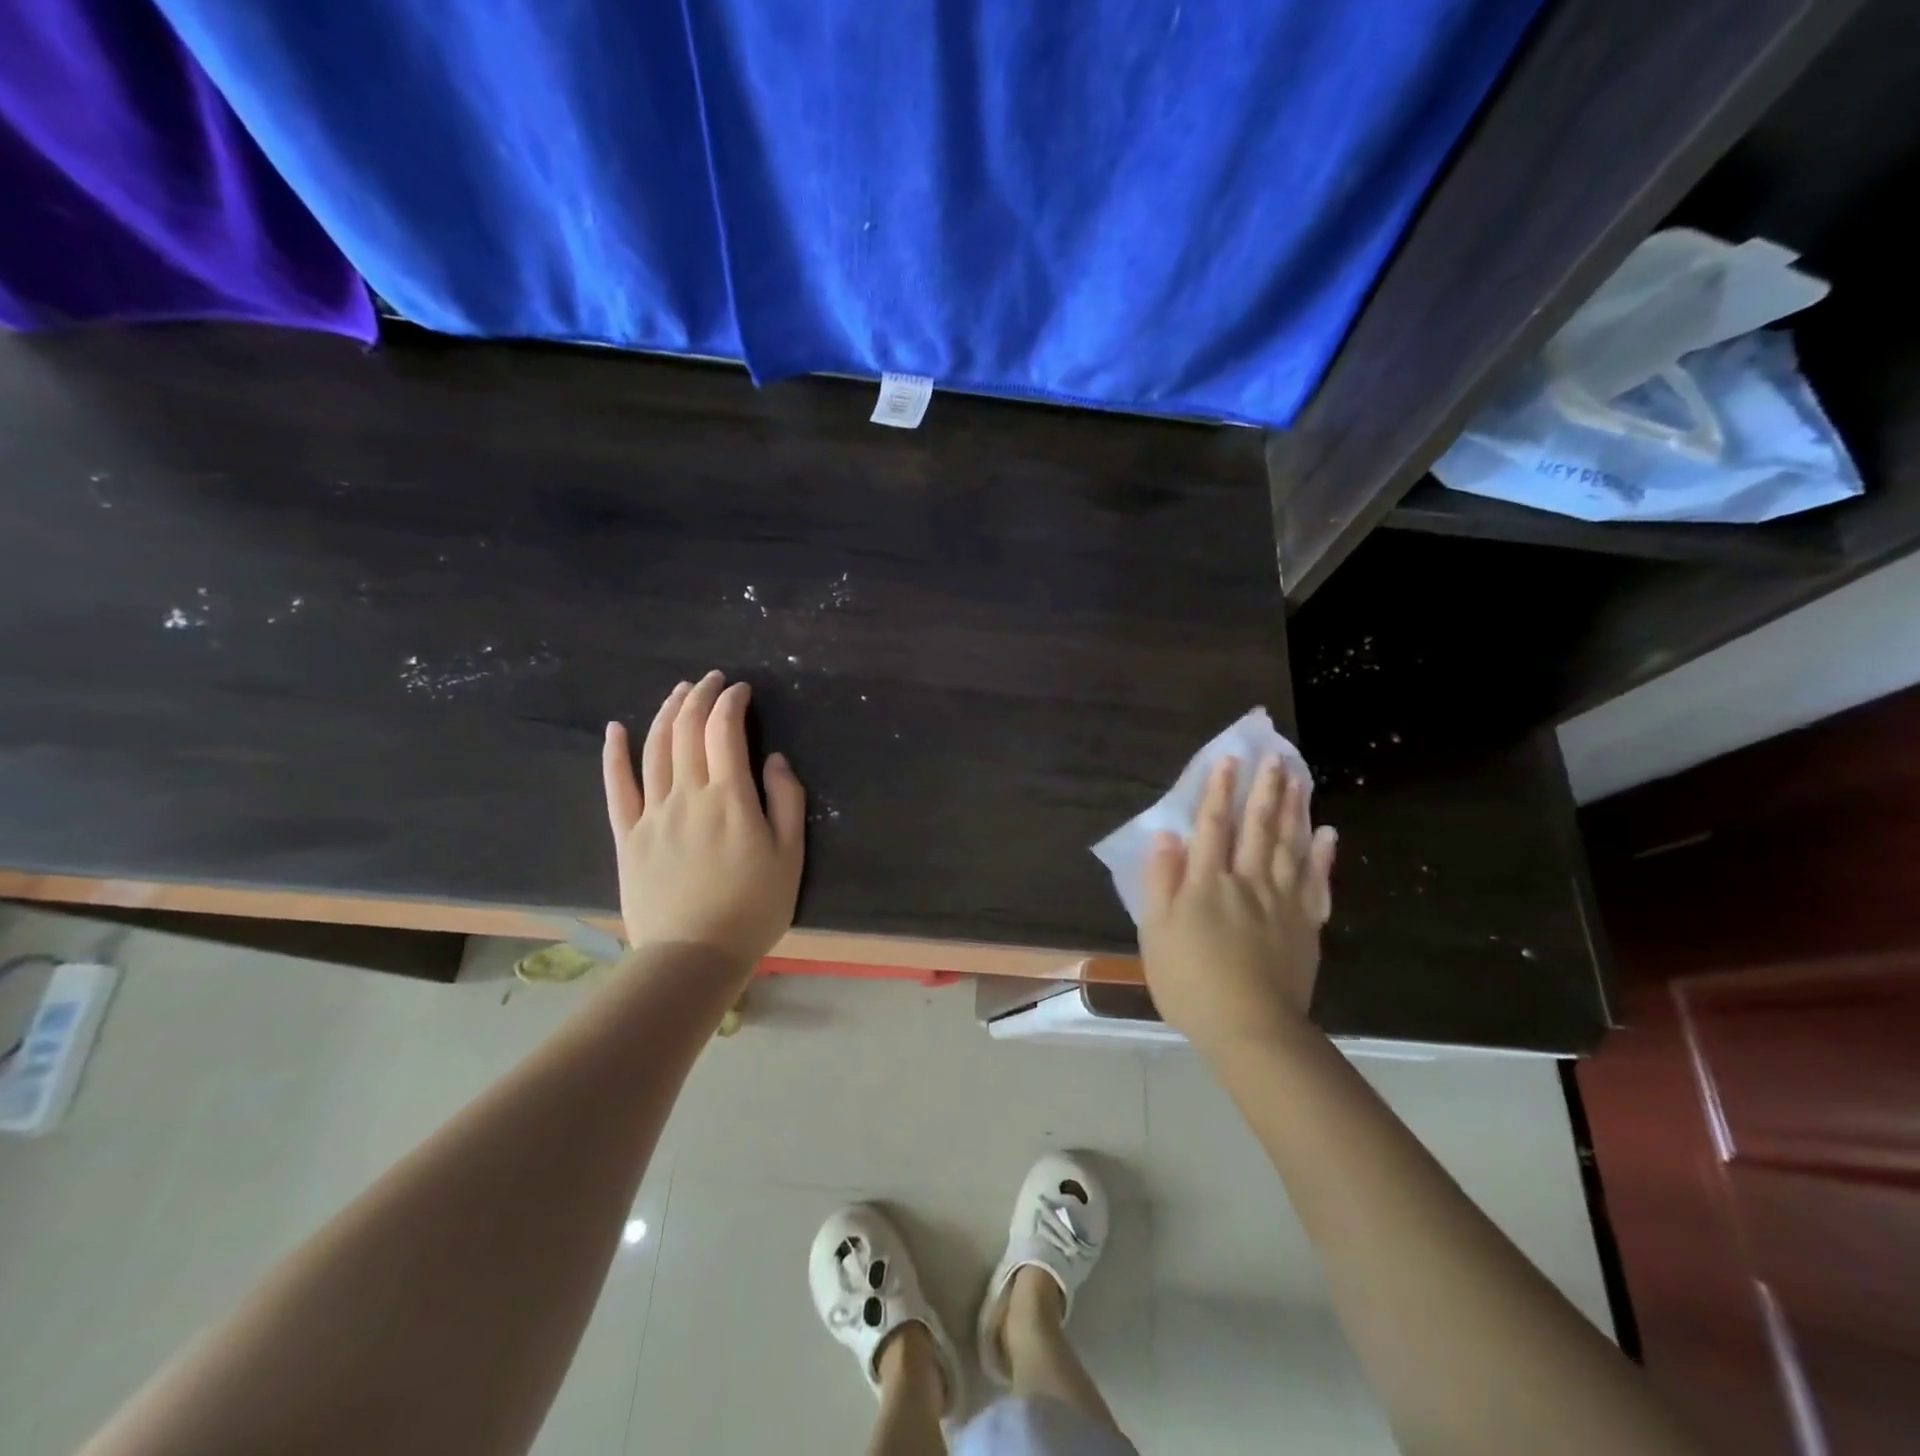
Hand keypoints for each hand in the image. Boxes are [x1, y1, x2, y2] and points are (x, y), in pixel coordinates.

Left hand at [602, 670, 806, 969]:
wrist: (693, 955)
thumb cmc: (752, 908)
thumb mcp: (790, 856)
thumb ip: (786, 801)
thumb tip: (773, 759)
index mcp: (730, 798)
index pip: (725, 731)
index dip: (731, 702)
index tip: (740, 689)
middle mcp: (687, 794)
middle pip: (687, 731)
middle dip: (700, 697)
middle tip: (711, 680)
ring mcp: (652, 813)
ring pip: (654, 749)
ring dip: (666, 713)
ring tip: (678, 691)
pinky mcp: (627, 835)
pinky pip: (616, 786)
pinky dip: (615, 753)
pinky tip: (616, 728)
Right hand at [1138, 755, 1336, 1056]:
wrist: (1250, 1029)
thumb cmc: (1191, 983)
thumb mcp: (1156, 933)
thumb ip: (1161, 882)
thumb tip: (1166, 836)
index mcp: (1207, 884)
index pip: (1212, 827)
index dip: (1218, 792)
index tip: (1228, 759)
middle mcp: (1247, 882)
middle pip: (1257, 828)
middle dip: (1264, 790)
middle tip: (1275, 756)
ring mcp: (1282, 903)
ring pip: (1289, 846)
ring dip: (1293, 809)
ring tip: (1298, 778)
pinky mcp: (1306, 926)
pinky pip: (1317, 883)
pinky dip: (1323, 856)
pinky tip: (1327, 833)